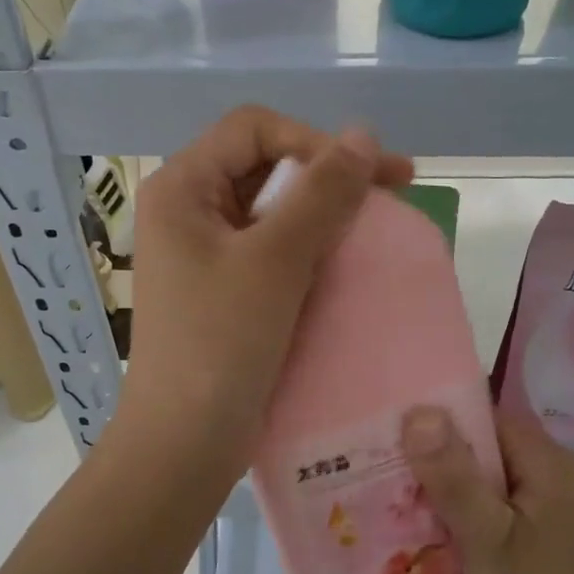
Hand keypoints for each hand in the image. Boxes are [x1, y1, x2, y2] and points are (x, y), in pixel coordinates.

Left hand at [116, 106, 412, 483]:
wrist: (185, 443)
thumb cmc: (221, 342)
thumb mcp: (275, 260)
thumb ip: (321, 193)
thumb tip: (363, 135)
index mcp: (181, 188)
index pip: (254, 129)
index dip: (315, 140)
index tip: (372, 173)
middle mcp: (186, 210)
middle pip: (263, 165)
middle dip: (327, 175)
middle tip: (392, 191)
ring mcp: (202, 252)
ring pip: (271, 209)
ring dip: (323, 212)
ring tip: (375, 227)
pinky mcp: (221, 288)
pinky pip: (270, 249)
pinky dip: (309, 248)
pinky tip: (345, 262)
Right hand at [401, 406, 573, 573]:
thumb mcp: (486, 544)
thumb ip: (452, 476)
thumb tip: (418, 411)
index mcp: (562, 468)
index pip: (491, 421)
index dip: (443, 429)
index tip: (395, 445)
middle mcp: (573, 479)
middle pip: (495, 451)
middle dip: (446, 466)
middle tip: (393, 483)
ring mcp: (572, 512)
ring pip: (500, 483)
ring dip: (459, 496)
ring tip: (409, 512)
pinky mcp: (565, 541)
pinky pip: (512, 511)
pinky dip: (480, 520)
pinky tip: (446, 541)